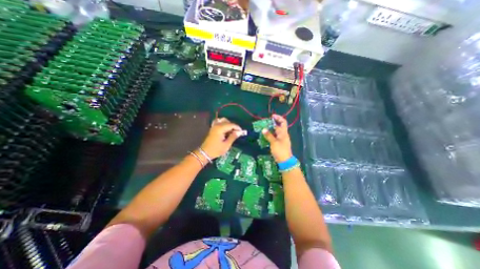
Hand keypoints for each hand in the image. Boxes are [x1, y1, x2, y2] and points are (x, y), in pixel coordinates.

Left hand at [201, 118, 241, 159]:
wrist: (205, 153)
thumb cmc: (216, 150)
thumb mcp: (226, 145)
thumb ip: (233, 137)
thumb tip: (239, 132)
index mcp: (220, 129)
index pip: (231, 125)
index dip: (237, 127)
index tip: (241, 132)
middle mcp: (217, 125)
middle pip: (227, 122)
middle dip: (233, 126)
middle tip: (237, 133)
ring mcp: (214, 126)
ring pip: (223, 121)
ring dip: (229, 125)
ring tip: (231, 132)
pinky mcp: (213, 129)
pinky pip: (219, 123)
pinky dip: (224, 125)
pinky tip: (226, 130)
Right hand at [262, 113, 292, 161]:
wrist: (285, 161)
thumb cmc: (280, 151)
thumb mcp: (274, 143)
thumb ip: (269, 135)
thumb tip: (264, 129)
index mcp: (283, 133)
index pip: (283, 122)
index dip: (278, 118)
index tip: (272, 116)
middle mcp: (283, 134)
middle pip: (279, 126)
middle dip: (272, 123)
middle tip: (265, 122)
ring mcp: (281, 139)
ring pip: (276, 131)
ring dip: (270, 129)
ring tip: (263, 128)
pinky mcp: (279, 143)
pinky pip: (274, 136)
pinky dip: (270, 135)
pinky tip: (265, 136)